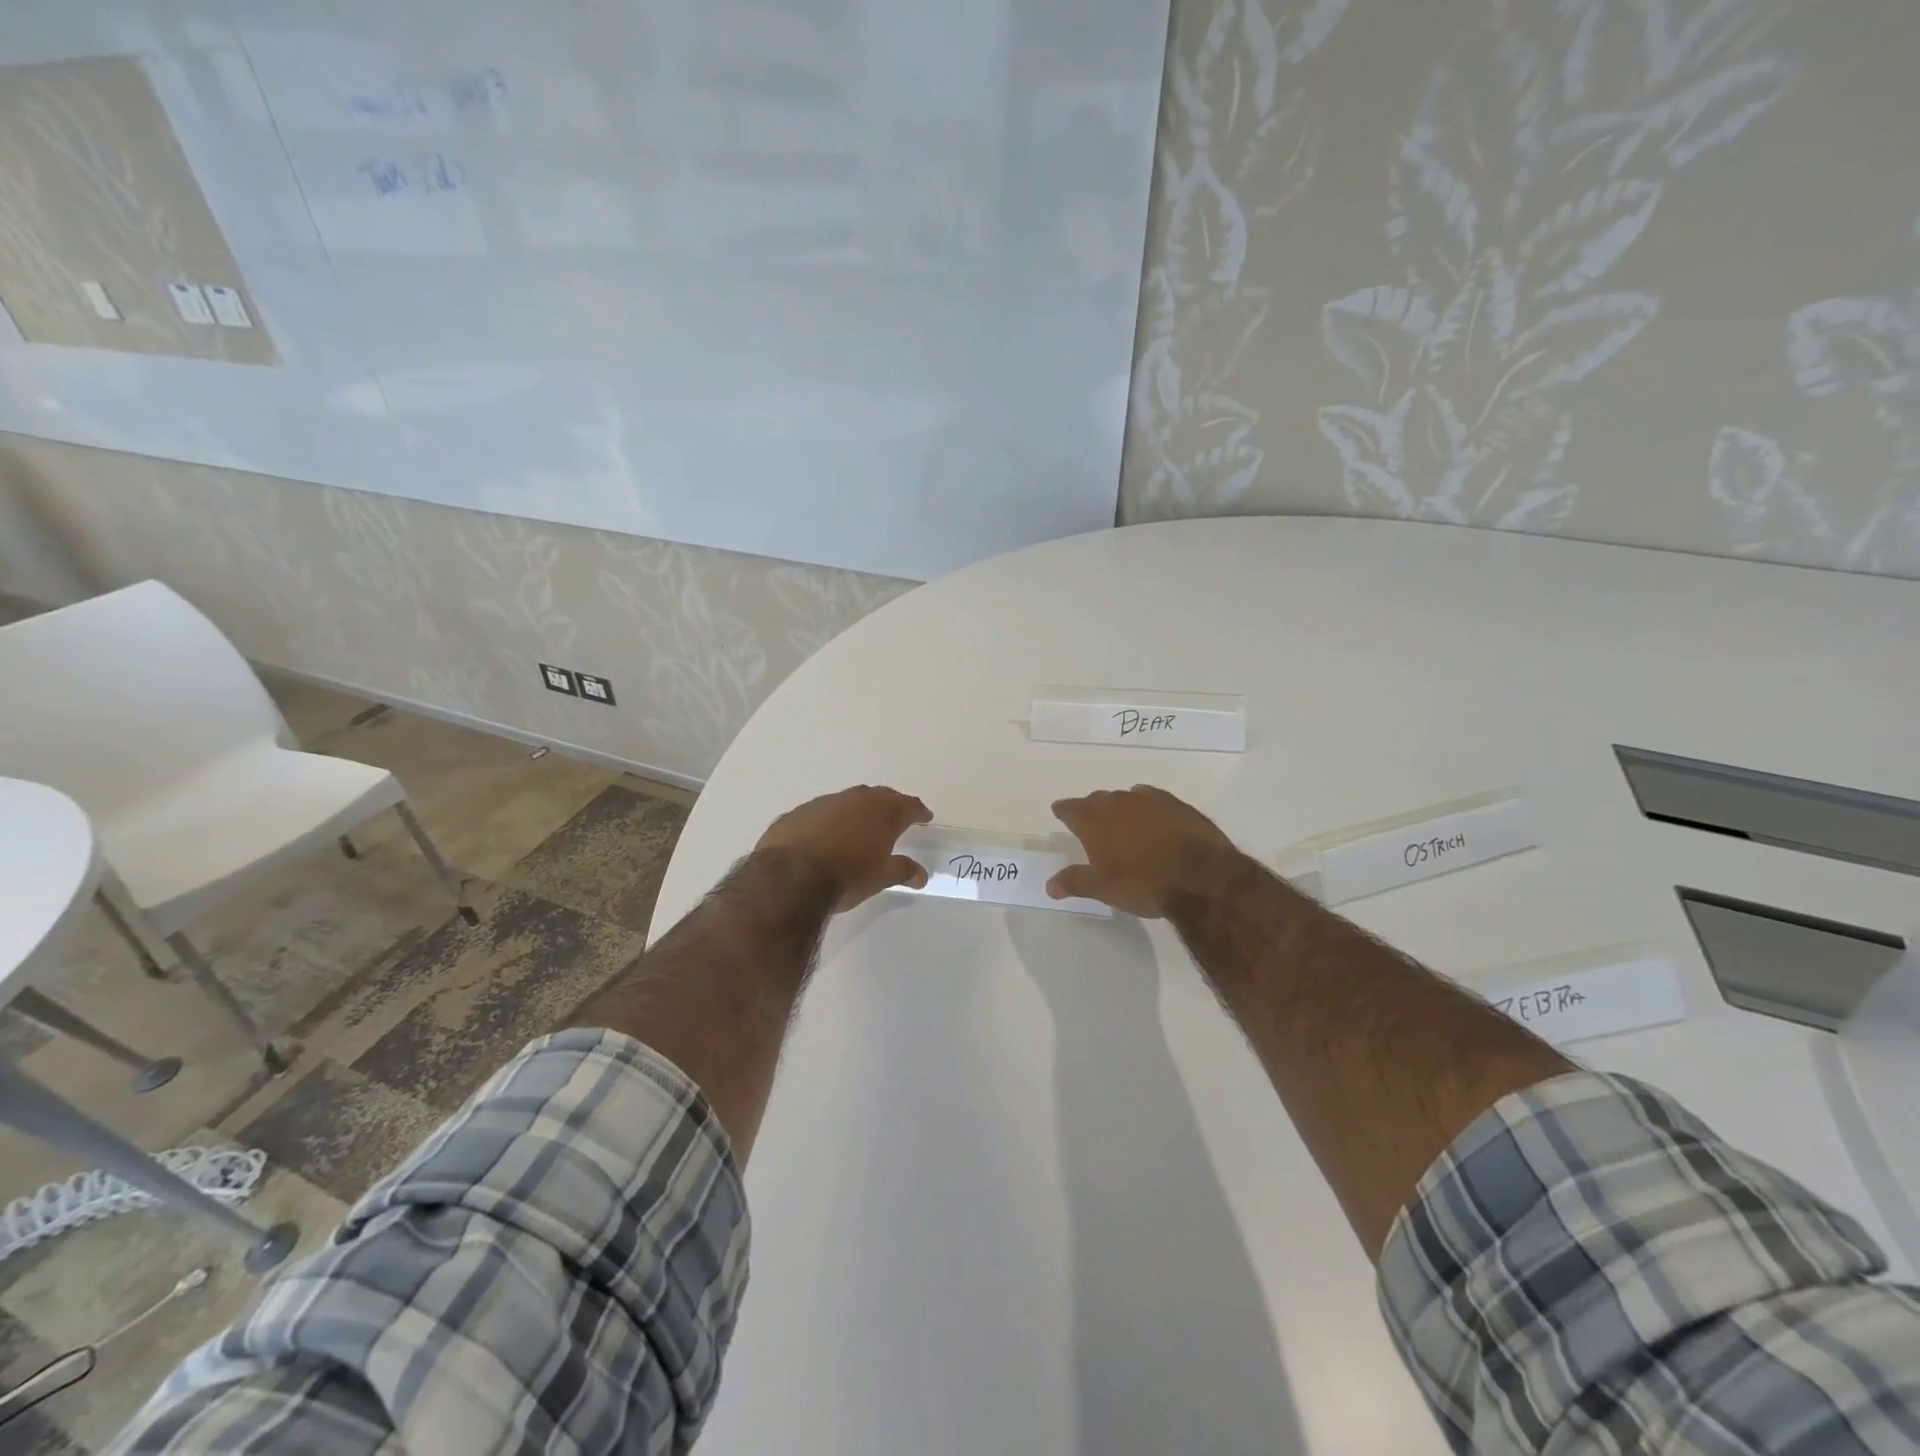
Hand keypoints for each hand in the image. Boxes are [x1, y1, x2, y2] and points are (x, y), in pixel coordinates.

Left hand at [755, 785, 932, 911]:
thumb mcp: (881, 878)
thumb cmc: (847, 876)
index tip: (925, 817)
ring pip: (847, 800)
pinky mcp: (797, 813)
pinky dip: (828, 821)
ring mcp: (824, 803)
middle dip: (890, 804)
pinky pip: (820, 813)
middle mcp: (855, 799)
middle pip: (879, 796)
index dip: (918, 811)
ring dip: (856, 810)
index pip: (908, 805)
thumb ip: (902, 871)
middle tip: (895, 816)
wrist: (791, 877)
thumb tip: (921, 874)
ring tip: (859, 826)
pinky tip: (824, 836)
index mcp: (883, 812)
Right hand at [1047, 785, 1237, 917]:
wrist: (1200, 877)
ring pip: (1126, 797)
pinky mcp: (1177, 804)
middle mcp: (1119, 803)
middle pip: (1098, 799)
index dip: (1064, 810)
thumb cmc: (1143, 884)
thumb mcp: (1104, 888)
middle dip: (1091, 808)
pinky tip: (1151, 817)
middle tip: (1091, 822)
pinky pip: (1153, 798)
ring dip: (1120, 806)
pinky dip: (1146, 806)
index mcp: (1095, 821)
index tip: (1059, 811)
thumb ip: (1075, 882)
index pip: (1071, 808)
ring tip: (1122, 821)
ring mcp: (1150, 800)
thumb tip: (1049, 885)